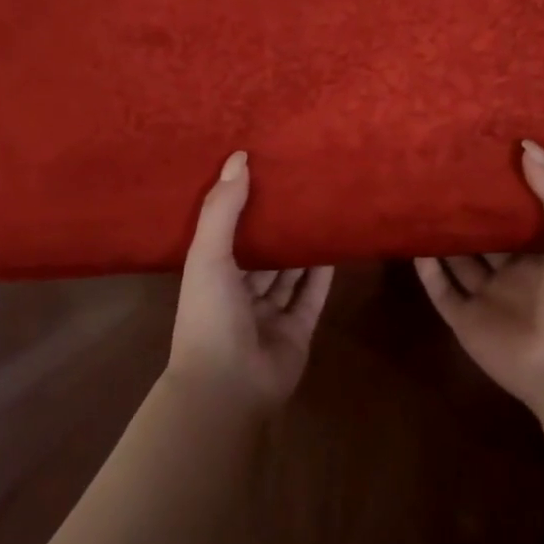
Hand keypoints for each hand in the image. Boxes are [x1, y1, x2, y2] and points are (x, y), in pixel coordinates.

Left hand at [168, 150, 332, 415]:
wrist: (228, 386)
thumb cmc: (210, 315)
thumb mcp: (208, 255)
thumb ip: (223, 208)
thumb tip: (239, 157)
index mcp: (212, 275)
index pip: (227, 232)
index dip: (242, 204)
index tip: (262, 171)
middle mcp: (239, 292)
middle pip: (262, 253)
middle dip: (277, 225)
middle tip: (300, 186)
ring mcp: (269, 314)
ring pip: (288, 274)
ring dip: (301, 247)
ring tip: (321, 209)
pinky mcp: (297, 330)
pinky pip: (312, 296)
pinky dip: (322, 274)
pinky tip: (335, 246)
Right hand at [415, 140, 543, 415]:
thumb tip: (527, 145)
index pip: (520, 214)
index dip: (504, 188)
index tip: (482, 154)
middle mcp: (514, 273)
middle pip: (484, 236)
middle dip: (467, 210)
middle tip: (441, 174)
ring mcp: (487, 298)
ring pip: (459, 260)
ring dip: (443, 235)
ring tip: (420, 201)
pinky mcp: (464, 320)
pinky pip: (441, 289)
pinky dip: (428, 269)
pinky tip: (414, 242)